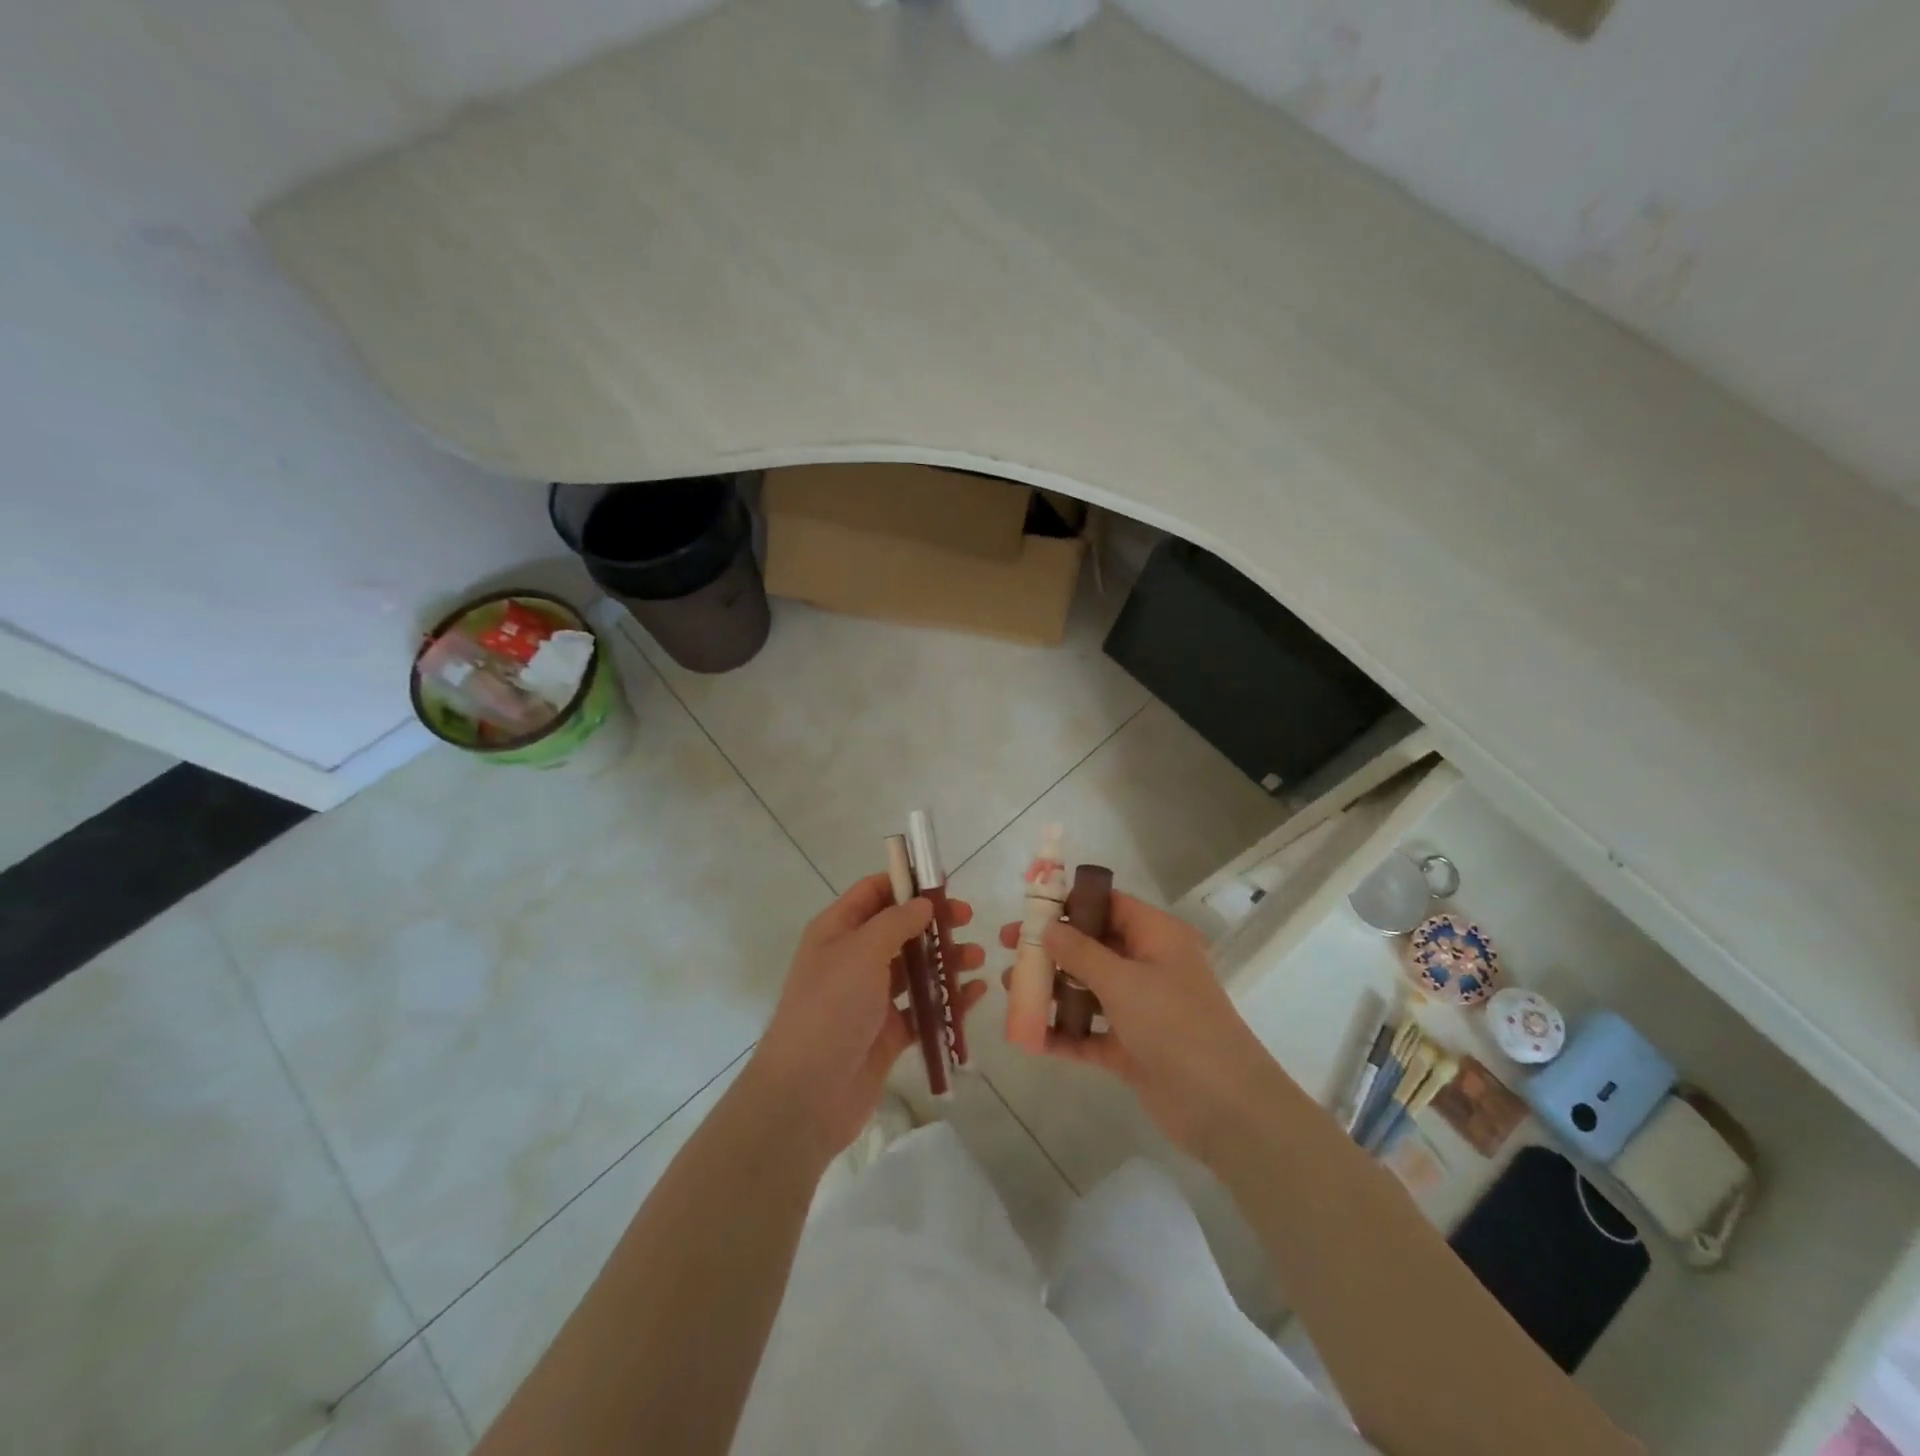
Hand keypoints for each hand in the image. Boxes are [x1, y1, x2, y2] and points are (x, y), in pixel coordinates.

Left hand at [753, 874, 985, 1157]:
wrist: (808, 1094)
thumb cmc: (831, 1008)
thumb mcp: (862, 951)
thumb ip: (897, 922)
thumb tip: (923, 903)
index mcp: (837, 931)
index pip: (873, 893)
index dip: (906, 883)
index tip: (944, 883)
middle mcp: (852, 959)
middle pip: (899, 929)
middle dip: (934, 923)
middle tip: (967, 920)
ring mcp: (870, 998)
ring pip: (915, 969)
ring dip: (945, 960)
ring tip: (977, 959)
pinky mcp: (888, 1033)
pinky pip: (923, 1008)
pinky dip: (947, 1000)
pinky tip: (974, 994)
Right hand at [998, 893, 1276, 1162]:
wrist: (1223, 1107)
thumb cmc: (1175, 1024)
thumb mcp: (1123, 980)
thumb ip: (1080, 951)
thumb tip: (1048, 927)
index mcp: (1157, 937)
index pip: (1109, 905)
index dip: (1070, 903)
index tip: (1030, 910)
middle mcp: (1149, 966)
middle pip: (1092, 946)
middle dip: (1051, 948)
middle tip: (1009, 949)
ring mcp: (1141, 1009)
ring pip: (1087, 989)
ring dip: (1051, 989)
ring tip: (1010, 990)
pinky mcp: (1132, 1047)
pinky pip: (1090, 1032)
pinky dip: (1063, 1033)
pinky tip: (1030, 1036)